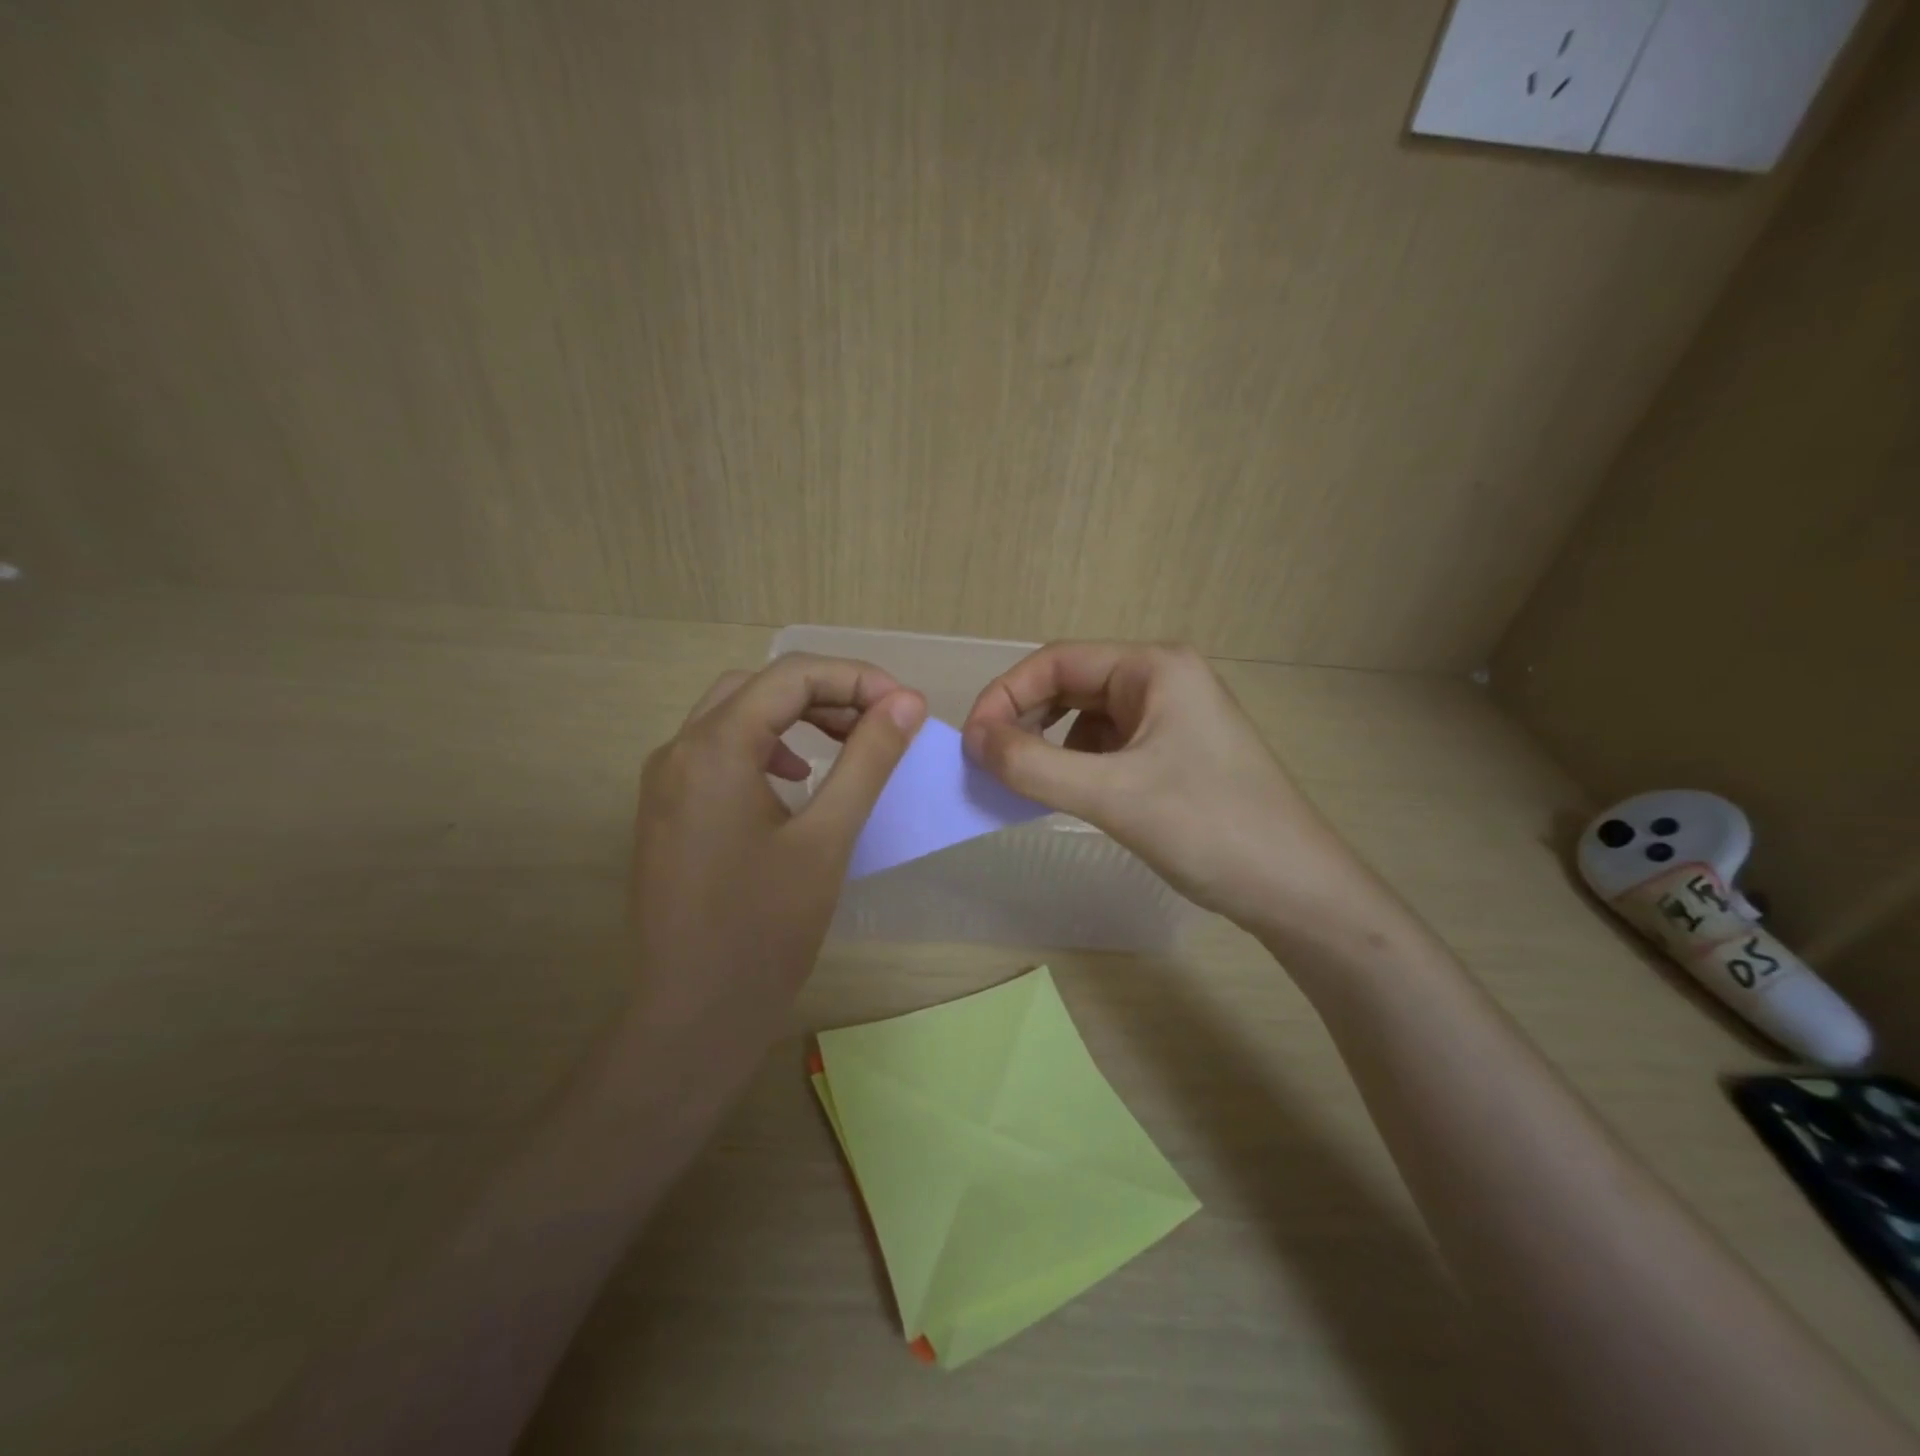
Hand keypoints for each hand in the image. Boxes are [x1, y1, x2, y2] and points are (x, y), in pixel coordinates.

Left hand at [629, 654, 925, 1085]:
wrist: (693, 1016)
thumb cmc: (765, 930)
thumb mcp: (828, 838)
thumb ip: (867, 759)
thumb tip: (906, 702)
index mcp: (714, 748)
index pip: (791, 676)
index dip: (856, 679)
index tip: (906, 707)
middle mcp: (678, 750)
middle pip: (760, 688)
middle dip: (826, 693)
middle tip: (880, 723)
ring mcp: (665, 782)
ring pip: (735, 716)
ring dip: (794, 717)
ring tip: (846, 743)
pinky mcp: (666, 811)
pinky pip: (718, 752)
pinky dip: (765, 747)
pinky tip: (796, 780)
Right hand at [962, 642, 1382, 933]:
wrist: (1296, 891)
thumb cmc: (1210, 829)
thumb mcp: (1113, 795)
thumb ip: (1034, 765)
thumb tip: (973, 740)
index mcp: (1154, 667)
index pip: (1057, 661)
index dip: (1005, 695)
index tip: (971, 742)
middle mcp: (1162, 680)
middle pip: (1070, 685)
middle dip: (1024, 720)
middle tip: (986, 763)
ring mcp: (1170, 717)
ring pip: (1084, 718)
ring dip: (1046, 745)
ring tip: (1020, 782)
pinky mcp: (1172, 753)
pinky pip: (1105, 747)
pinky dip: (1073, 765)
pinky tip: (1062, 794)